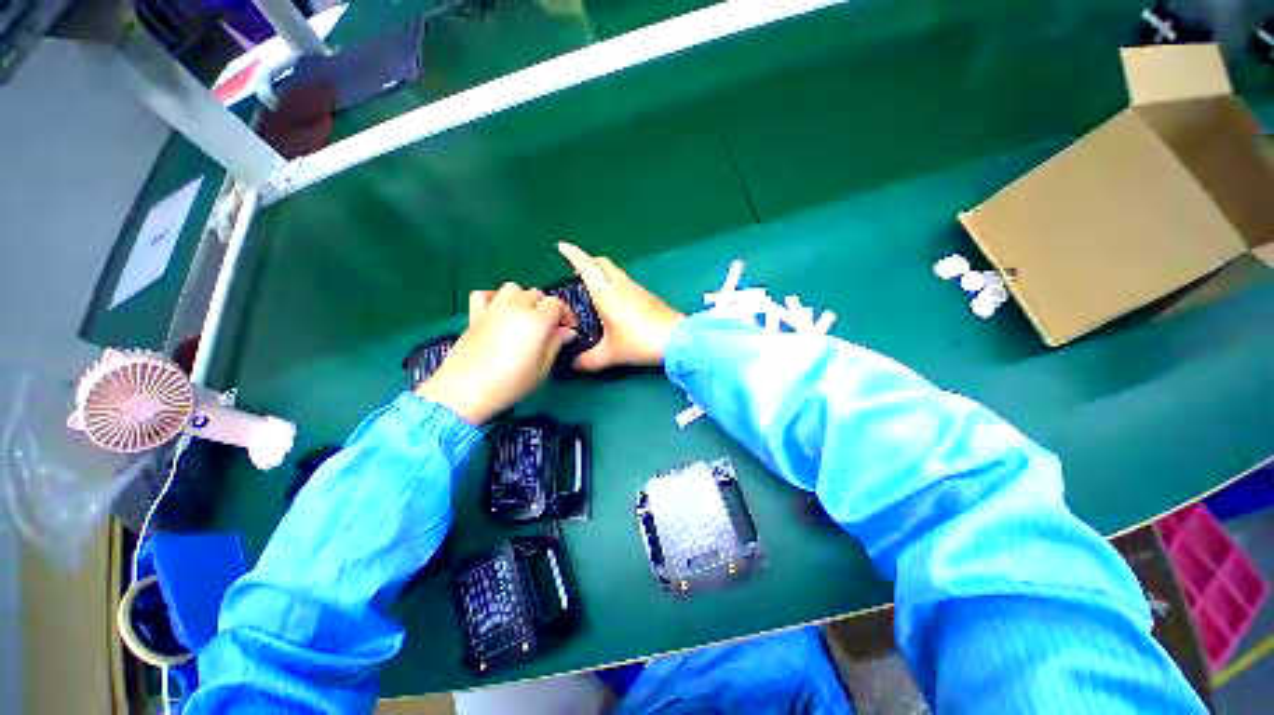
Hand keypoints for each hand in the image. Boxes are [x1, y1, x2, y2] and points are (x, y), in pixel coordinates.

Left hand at [418, 283, 576, 424]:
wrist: (465, 391)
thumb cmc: (510, 383)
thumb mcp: (542, 368)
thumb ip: (556, 344)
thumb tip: (567, 331)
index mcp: (536, 320)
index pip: (556, 303)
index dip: (566, 314)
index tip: (569, 329)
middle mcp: (515, 307)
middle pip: (536, 294)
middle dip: (547, 308)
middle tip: (549, 328)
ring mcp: (492, 309)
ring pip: (513, 288)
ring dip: (523, 298)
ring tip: (525, 317)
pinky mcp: (475, 315)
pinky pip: (484, 295)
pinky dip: (494, 298)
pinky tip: (498, 313)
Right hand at [557, 242, 683, 369]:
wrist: (676, 339)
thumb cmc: (639, 342)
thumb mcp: (610, 354)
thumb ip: (588, 360)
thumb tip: (574, 364)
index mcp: (607, 293)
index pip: (586, 266)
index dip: (572, 254)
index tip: (562, 246)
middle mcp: (621, 285)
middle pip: (602, 263)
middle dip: (588, 261)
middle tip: (576, 270)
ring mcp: (637, 289)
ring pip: (615, 272)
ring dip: (602, 272)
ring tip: (593, 287)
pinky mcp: (648, 296)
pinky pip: (626, 282)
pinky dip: (614, 283)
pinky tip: (615, 301)